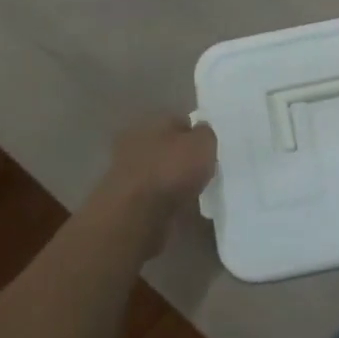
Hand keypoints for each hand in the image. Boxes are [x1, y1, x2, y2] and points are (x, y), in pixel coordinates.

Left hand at [95, 116, 217, 253]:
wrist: (137, 216)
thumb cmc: (172, 170)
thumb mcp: (202, 144)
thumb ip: (205, 134)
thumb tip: (202, 132)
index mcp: (150, 122)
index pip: (179, 121)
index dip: (197, 134)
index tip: (211, 149)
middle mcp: (135, 142)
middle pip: (167, 146)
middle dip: (182, 156)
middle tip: (204, 169)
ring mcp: (127, 172)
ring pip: (159, 170)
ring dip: (173, 178)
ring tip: (194, 190)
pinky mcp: (126, 199)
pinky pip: (154, 193)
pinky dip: (165, 198)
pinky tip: (179, 206)